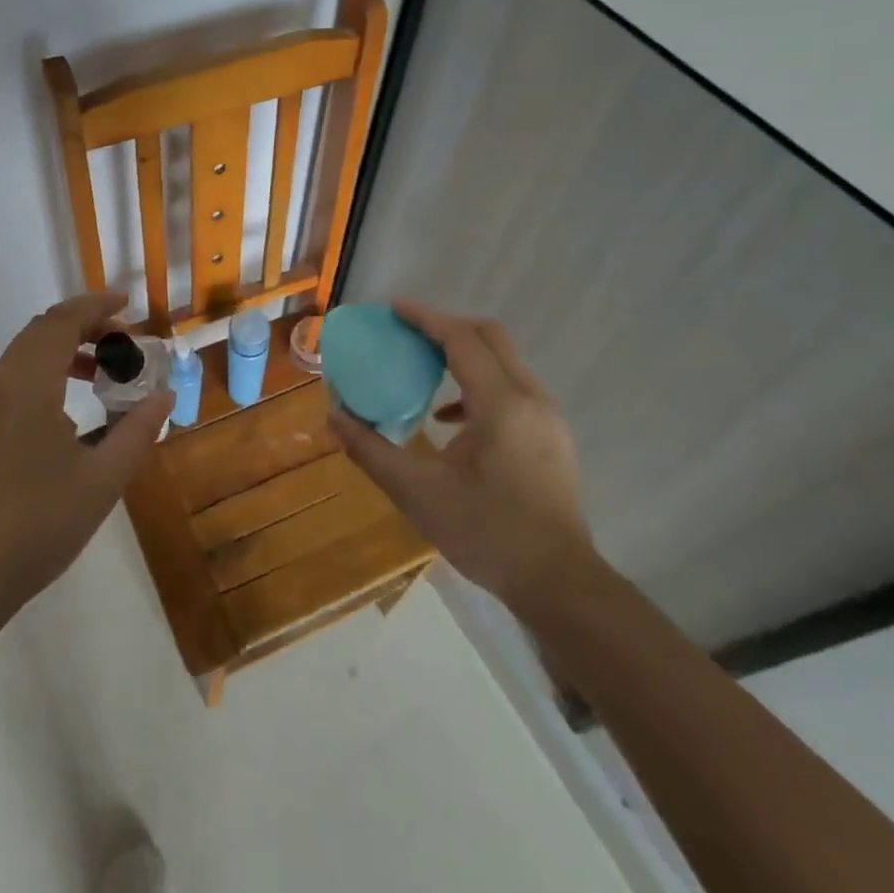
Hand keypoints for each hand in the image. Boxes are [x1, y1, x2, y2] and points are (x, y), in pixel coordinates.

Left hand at [0, 292, 171, 619]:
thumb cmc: (39, 526)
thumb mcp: (103, 481)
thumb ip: (138, 430)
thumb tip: (164, 397)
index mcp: (26, 387)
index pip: (61, 322)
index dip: (96, 307)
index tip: (128, 307)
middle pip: (40, 331)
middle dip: (83, 326)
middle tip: (122, 343)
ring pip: (21, 355)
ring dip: (61, 350)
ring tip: (98, 373)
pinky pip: (7, 379)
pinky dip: (40, 373)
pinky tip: (62, 409)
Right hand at [328, 300, 592, 612]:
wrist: (559, 583)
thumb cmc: (487, 533)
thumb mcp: (418, 493)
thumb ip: (371, 450)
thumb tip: (334, 418)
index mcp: (501, 404)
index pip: (461, 339)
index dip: (425, 318)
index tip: (393, 308)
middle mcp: (531, 398)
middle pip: (489, 337)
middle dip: (446, 327)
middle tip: (407, 335)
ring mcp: (548, 417)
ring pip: (504, 361)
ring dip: (464, 354)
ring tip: (423, 371)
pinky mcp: (553, 436)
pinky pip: (513, 387)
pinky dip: (480, 384)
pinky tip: (451, 420)